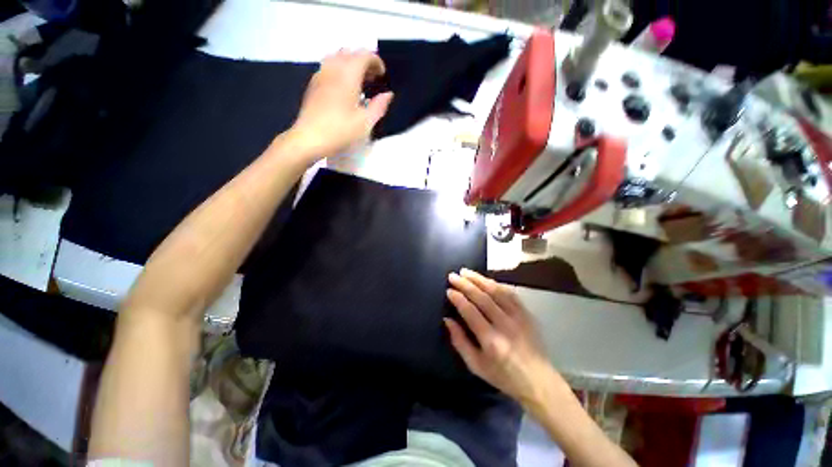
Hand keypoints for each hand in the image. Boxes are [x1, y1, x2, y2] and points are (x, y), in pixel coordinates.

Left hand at [288, 50, 393, 160]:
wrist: (310, 138)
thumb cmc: (340, 131)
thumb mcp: (365, 122)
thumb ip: (379, 106)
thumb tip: (388, 94)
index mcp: (348, 75)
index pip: (364, 55)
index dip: (376, 61)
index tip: (382, 75)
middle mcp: (333, 68)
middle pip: (350, 53)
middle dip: (364, 61)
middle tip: (372, 78)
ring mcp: (320, 74)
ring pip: (337, 57)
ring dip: (351, 63)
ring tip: (358, 81)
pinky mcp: (313, 84)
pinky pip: (328, 66)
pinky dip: (339, 69)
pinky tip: (344, 88)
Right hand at [445, 269, 559, 407]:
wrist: (538, 381)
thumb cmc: (503, 376)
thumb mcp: (476, 365)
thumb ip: (459, 341)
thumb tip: (447, 320)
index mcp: (492, 341)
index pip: (471, 312)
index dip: (458, 299)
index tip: (449, 290)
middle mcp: (505, 325)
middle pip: (483, 298)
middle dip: (465, 284)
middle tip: (453, 276)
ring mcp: (518, 317)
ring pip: (496, 291)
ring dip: (479, 279)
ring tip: (466, 271)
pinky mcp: (527, 314)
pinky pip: (510, 293)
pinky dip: (496, 284)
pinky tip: (486, 279)